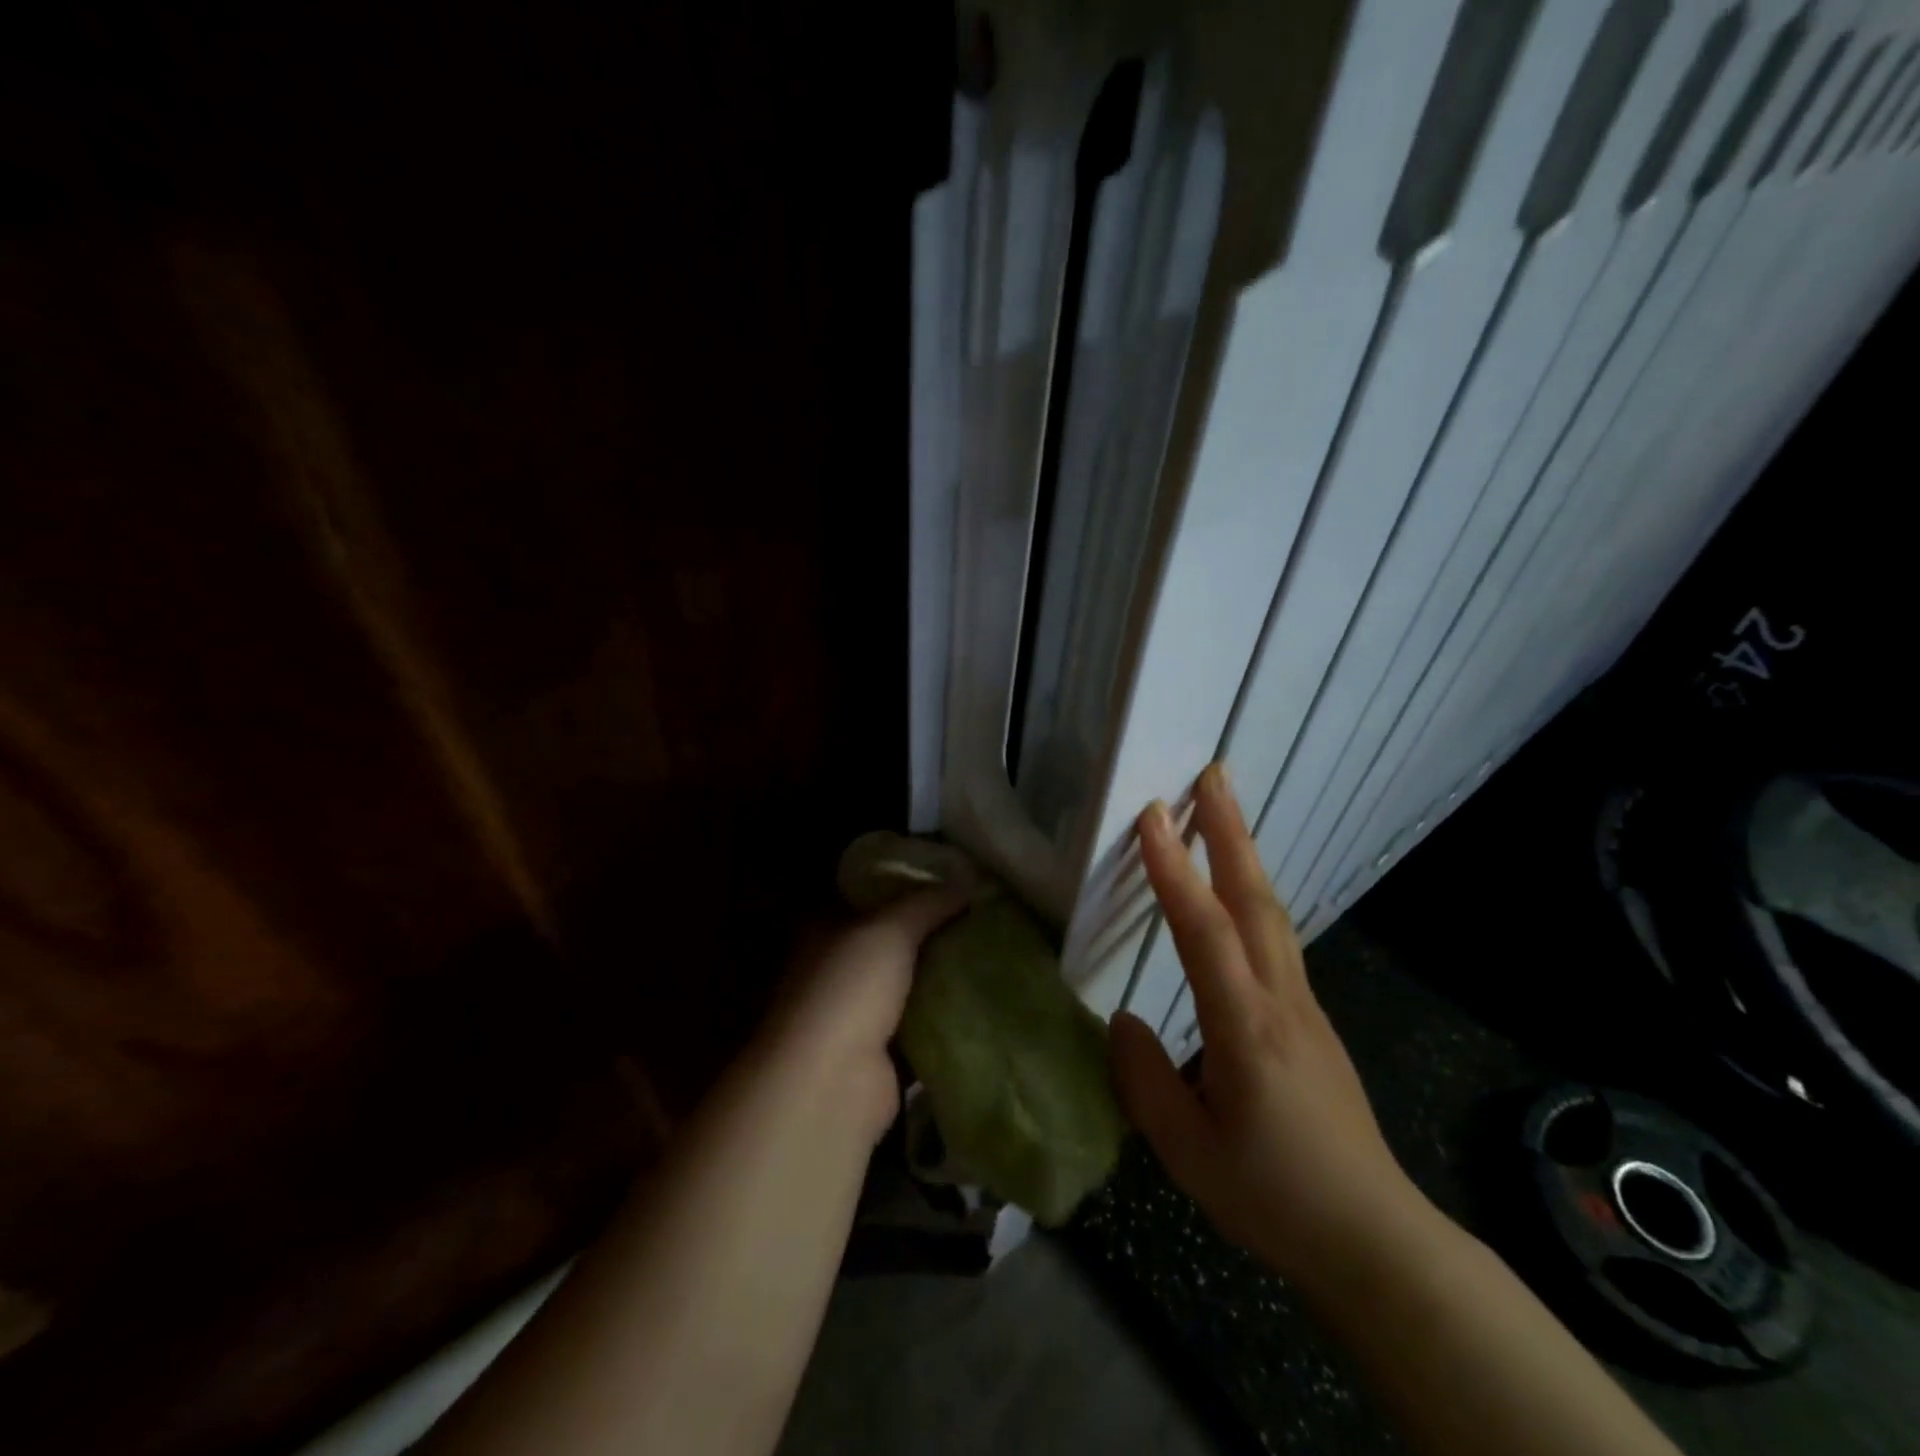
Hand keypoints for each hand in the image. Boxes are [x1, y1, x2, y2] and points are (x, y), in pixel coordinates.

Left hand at [764, 885, 967, 1142]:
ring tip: (989, 950)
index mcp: (825, 929)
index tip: (952, 880)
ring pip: (906, 983)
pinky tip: (981, 998)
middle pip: (890, 941)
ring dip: (939, 974)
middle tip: (981, 914)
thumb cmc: (850, 989)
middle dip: (930, 931)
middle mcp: (835, 968)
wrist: (832, 1083)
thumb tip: (969, 880)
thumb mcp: (891, 929)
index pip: (868, 897)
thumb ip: (928, 902)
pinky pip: (918, 1024)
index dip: (906, 886)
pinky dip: (942, 1015)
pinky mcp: (879, 1053)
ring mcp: (854, 1013)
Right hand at [1110, 765, 1437, 1296]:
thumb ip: (1144, 1080)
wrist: (1374, 1239)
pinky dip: (1252, 894)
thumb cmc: (1275, 1197)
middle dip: (1231, 832)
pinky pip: (1277, 939)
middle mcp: (1280, 1001)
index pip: (1204, 932)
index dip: (1174, 870)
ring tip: (1221, 811)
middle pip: (1254, 900)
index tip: (1151, 817)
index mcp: (1245, 1028)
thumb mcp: (1188, 1153)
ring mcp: (1303, 1006)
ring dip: (1245, 854)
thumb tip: (1123, 1023)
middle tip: (1212, 776)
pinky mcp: (1311, 1018)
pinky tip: (1237, 891)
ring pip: (1271, 914)